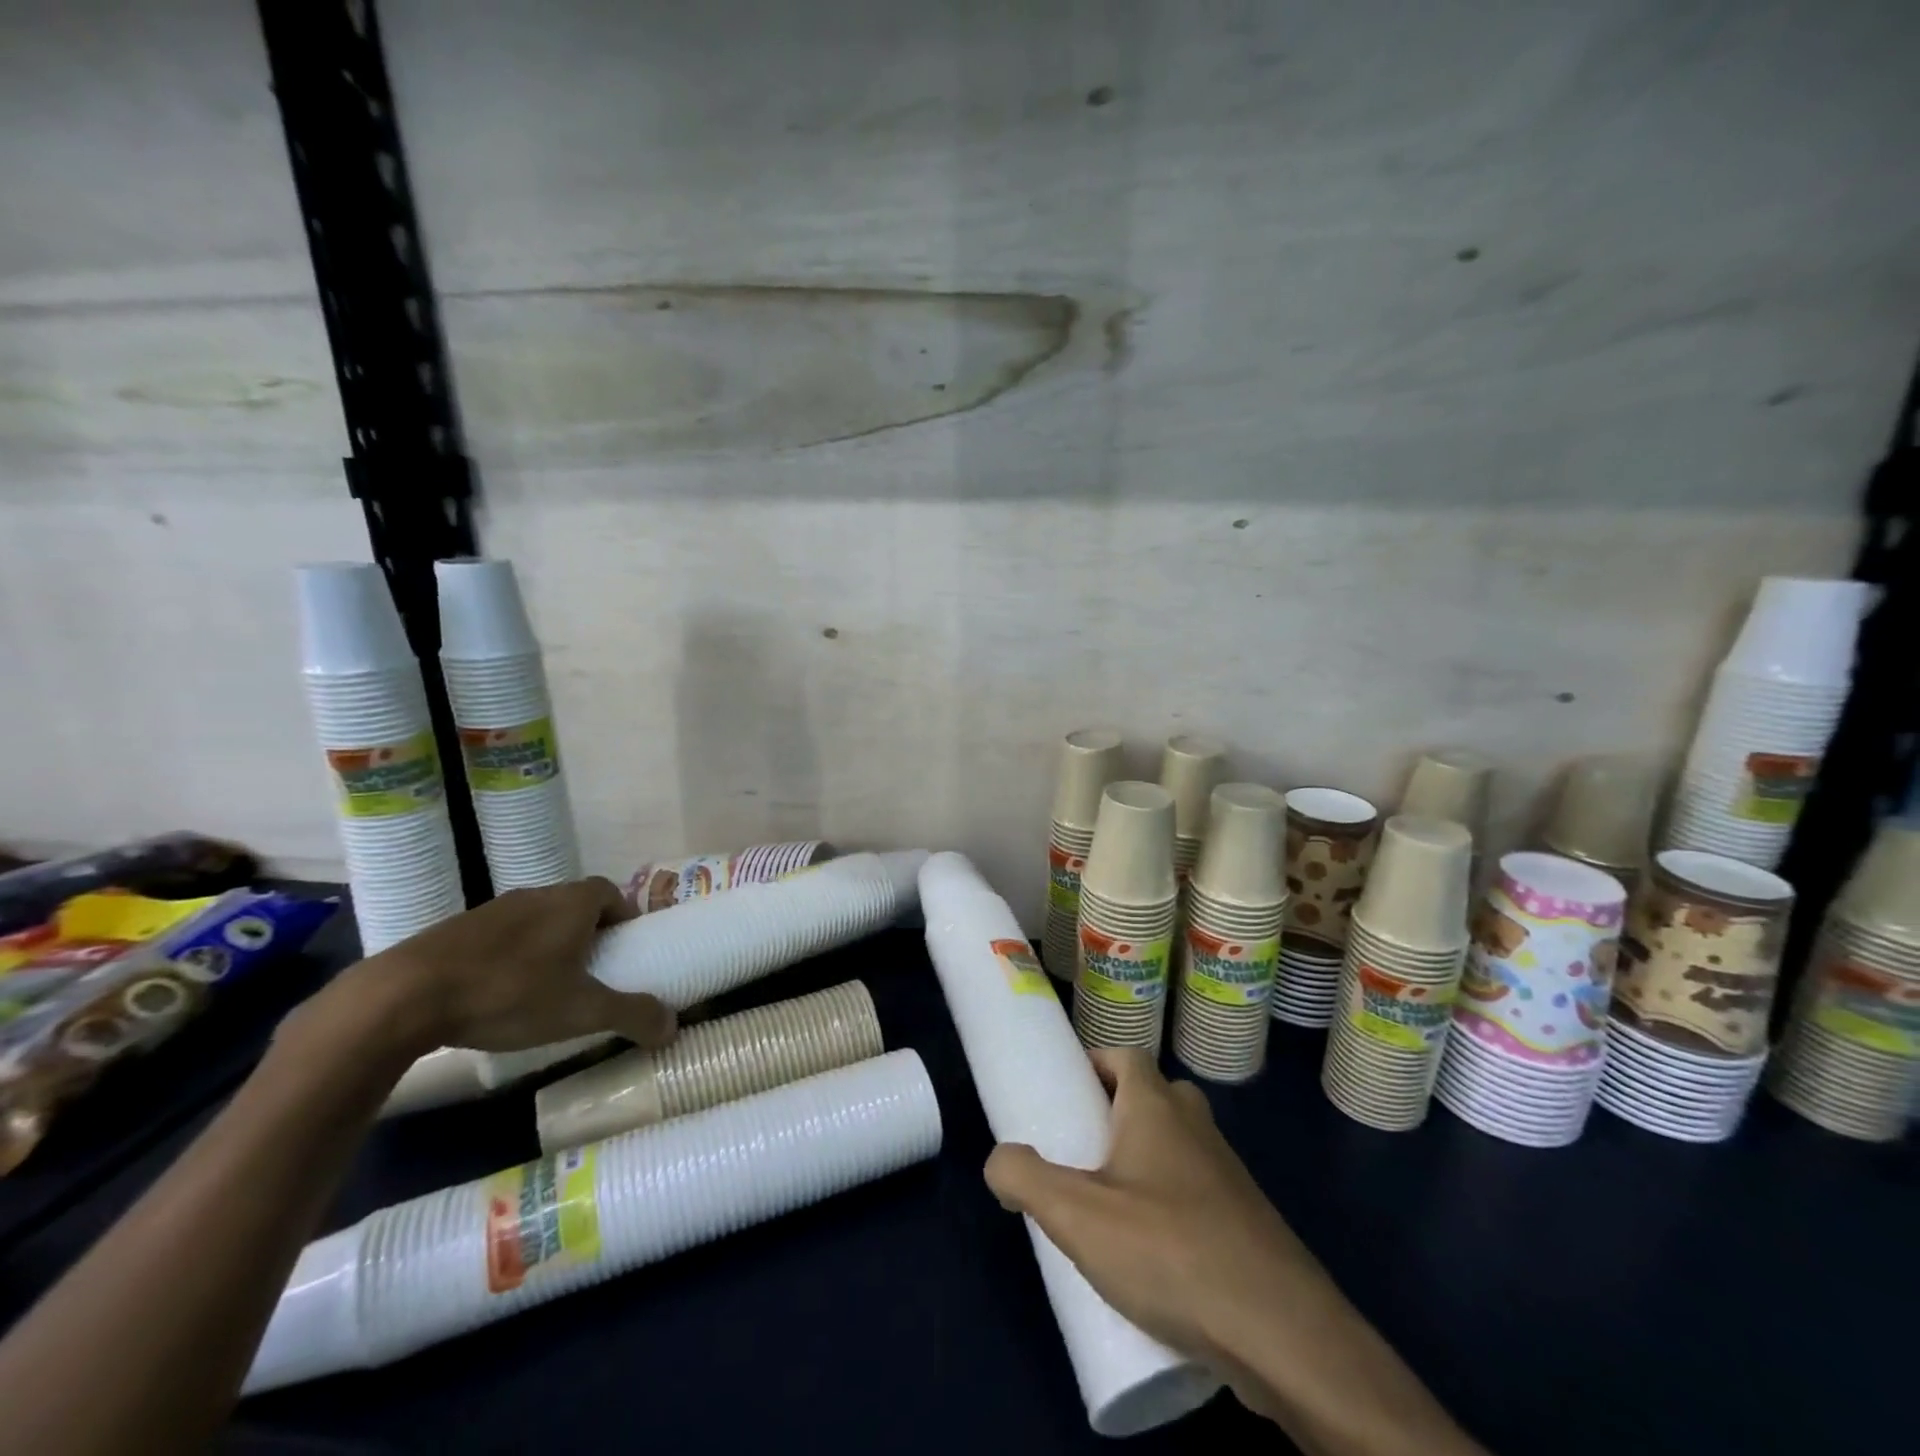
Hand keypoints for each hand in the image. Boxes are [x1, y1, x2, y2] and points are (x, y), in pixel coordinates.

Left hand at [319, 878, 674, 1058]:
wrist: (404, 997)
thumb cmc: (510, 993)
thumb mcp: (582, 1011)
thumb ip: (632, 1015)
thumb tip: (674, 1027)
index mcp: (573, 903)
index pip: (611, 892)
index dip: (623, 915)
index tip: (627, 946)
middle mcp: (537, 895)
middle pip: (575, 904)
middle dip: (589, 933)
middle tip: (593, 971)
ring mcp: (491, 910)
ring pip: (536, 920)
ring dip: (548, 944)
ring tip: (547, 986)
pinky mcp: (454, 931)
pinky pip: (499, 936)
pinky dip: (509, 956)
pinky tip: (498, 994)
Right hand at [984, 1052, 1482, 1454]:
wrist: (1283, 1334)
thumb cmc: (1171, 1251)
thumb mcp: (1077, 1215)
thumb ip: (1025, 1177)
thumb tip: (999, 1160)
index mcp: (1158, 1105)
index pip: (1124, 1055)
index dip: (1093, 1064)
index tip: (1064, 1093)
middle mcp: (1196, 1125)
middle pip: (1150, 1097)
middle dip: (1112, 1115)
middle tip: (1077, 1151)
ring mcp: (1229, 1174)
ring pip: (1176, 1147)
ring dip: (1142, 1163)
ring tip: (1105, 1208)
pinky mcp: (1247, 1222)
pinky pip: (1197, 1193)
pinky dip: (1170, 1204)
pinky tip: (1151, 1257)